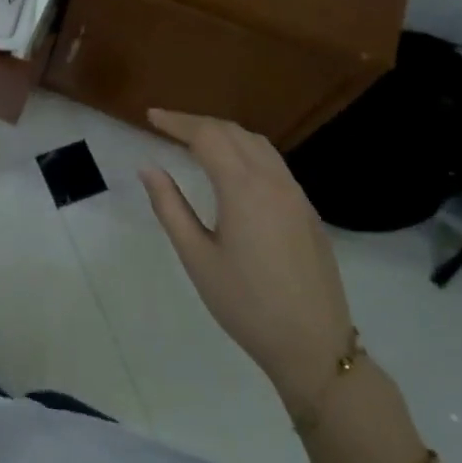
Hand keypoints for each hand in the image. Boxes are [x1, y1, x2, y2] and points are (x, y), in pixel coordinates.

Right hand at [139, 109, 354, 413]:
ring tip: (195, 140)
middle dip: (198, 123)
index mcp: (243, 189)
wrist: (313, 346)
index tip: (150, 116)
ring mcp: (296, 194)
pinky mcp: (307, 210)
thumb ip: (170, 207)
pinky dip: (245, 150)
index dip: (176, 122)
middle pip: (233, 132)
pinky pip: (273, 163)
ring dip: (224, 133)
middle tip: (166, 126)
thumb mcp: (196, 257)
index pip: (207, 136)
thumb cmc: (245, 304)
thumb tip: (148, 168)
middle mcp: (274, 181)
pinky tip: (231, 167)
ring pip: (258, 144)